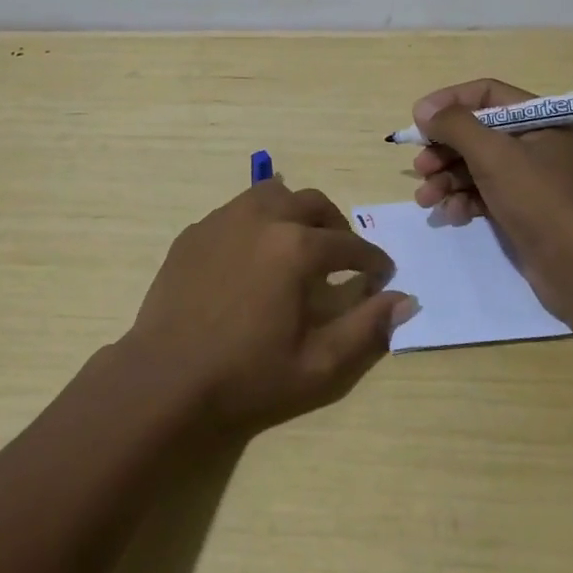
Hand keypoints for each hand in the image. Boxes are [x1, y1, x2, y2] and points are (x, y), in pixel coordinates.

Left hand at [123, 180, 416, 433]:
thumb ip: (366, 328)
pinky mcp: (195, 231)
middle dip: (336, 226)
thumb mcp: (318, 365)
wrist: (166, 378)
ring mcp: (223, 220)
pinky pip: (237, 210)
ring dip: (295, 212)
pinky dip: (257, 221)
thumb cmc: (247, 376)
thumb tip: (406, 300)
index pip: (349, 244)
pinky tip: (253, 253)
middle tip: (341, 255)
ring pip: (272, 194)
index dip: (372, 259)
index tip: (381, 274)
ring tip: (298, 242)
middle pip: (313, 203)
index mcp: (296, 248)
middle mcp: (262, 219)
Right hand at [411, 78, 572, 320]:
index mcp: (540, 118)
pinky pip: (483, 193)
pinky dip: (464, 200)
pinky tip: (452, 215)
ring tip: (426, 200)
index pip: (486, 94)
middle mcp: (535, 142)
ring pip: (475, 165)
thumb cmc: (540, 200)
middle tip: (420, 168)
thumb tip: (425, 110)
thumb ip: (456, 126)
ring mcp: (529, 177)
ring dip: (447, 179)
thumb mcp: (494, 155)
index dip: (449, 103)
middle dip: (444, 149)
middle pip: (476, 132)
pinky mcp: (521, 207)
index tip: (418, 121)